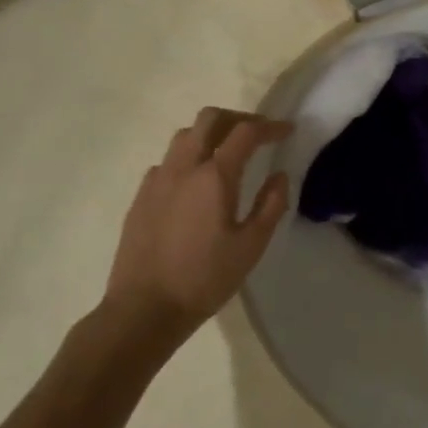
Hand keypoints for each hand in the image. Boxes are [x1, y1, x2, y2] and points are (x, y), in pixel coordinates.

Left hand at [103, 108, 291, 347]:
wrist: (144, 308)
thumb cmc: (204, 279)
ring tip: (226, 152)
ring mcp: (157, 179)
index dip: (269, 126)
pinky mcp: (141, 196)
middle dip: (237, 119)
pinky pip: (167, 161)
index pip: (245, 133)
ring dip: (210, 133)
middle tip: (257, 134)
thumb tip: (279, 175)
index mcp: (214, 177)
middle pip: (209, 119)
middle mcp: (183, 167)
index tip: (286, 130)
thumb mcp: (251, 247)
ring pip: (184, 136)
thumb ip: (270, 205)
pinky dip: (188, 157)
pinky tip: (195, 182)